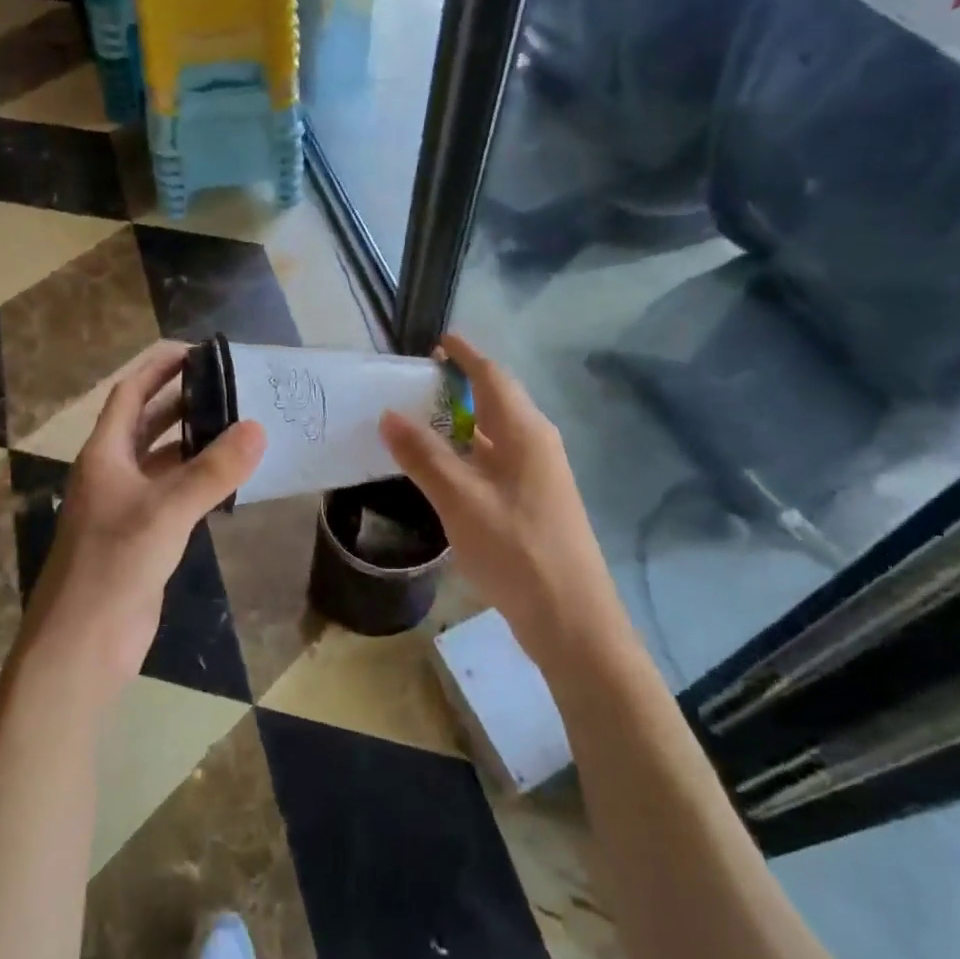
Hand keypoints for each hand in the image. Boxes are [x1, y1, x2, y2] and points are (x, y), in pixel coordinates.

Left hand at [18, 342, 264, 706]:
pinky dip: (200, 482)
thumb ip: (212, 471)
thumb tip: (258, 428)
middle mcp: (113, 472)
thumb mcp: (165, 511)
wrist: (82, 644)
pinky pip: (175, 495)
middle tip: (232, 386)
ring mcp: (127, 506)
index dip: (159, 367)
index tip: (199, 350)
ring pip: (164, 460)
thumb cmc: (113, 566)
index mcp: (105, 454)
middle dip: (184, 400)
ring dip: (196, 442)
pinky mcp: (144, 537)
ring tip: (241, 425)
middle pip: (148, 422)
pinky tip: (231, 480)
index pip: (130, 393)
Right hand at [378, 334, 631, 669]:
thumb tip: (388, 414)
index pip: (492, 375)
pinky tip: (443, 469)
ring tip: (420, 419)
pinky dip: (468, 452)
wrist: (570, 618)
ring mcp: (539, 475)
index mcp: (525, 432)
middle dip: (460, 385)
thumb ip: (423, 455)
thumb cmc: (515, 549)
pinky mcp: (534, 502)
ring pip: (495, 433)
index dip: (465, 355)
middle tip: (416, 382)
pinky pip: (496, 460)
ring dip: (461, 421)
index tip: (437, 340)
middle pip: (497, 400)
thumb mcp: (460, 499)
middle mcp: (537, 444)